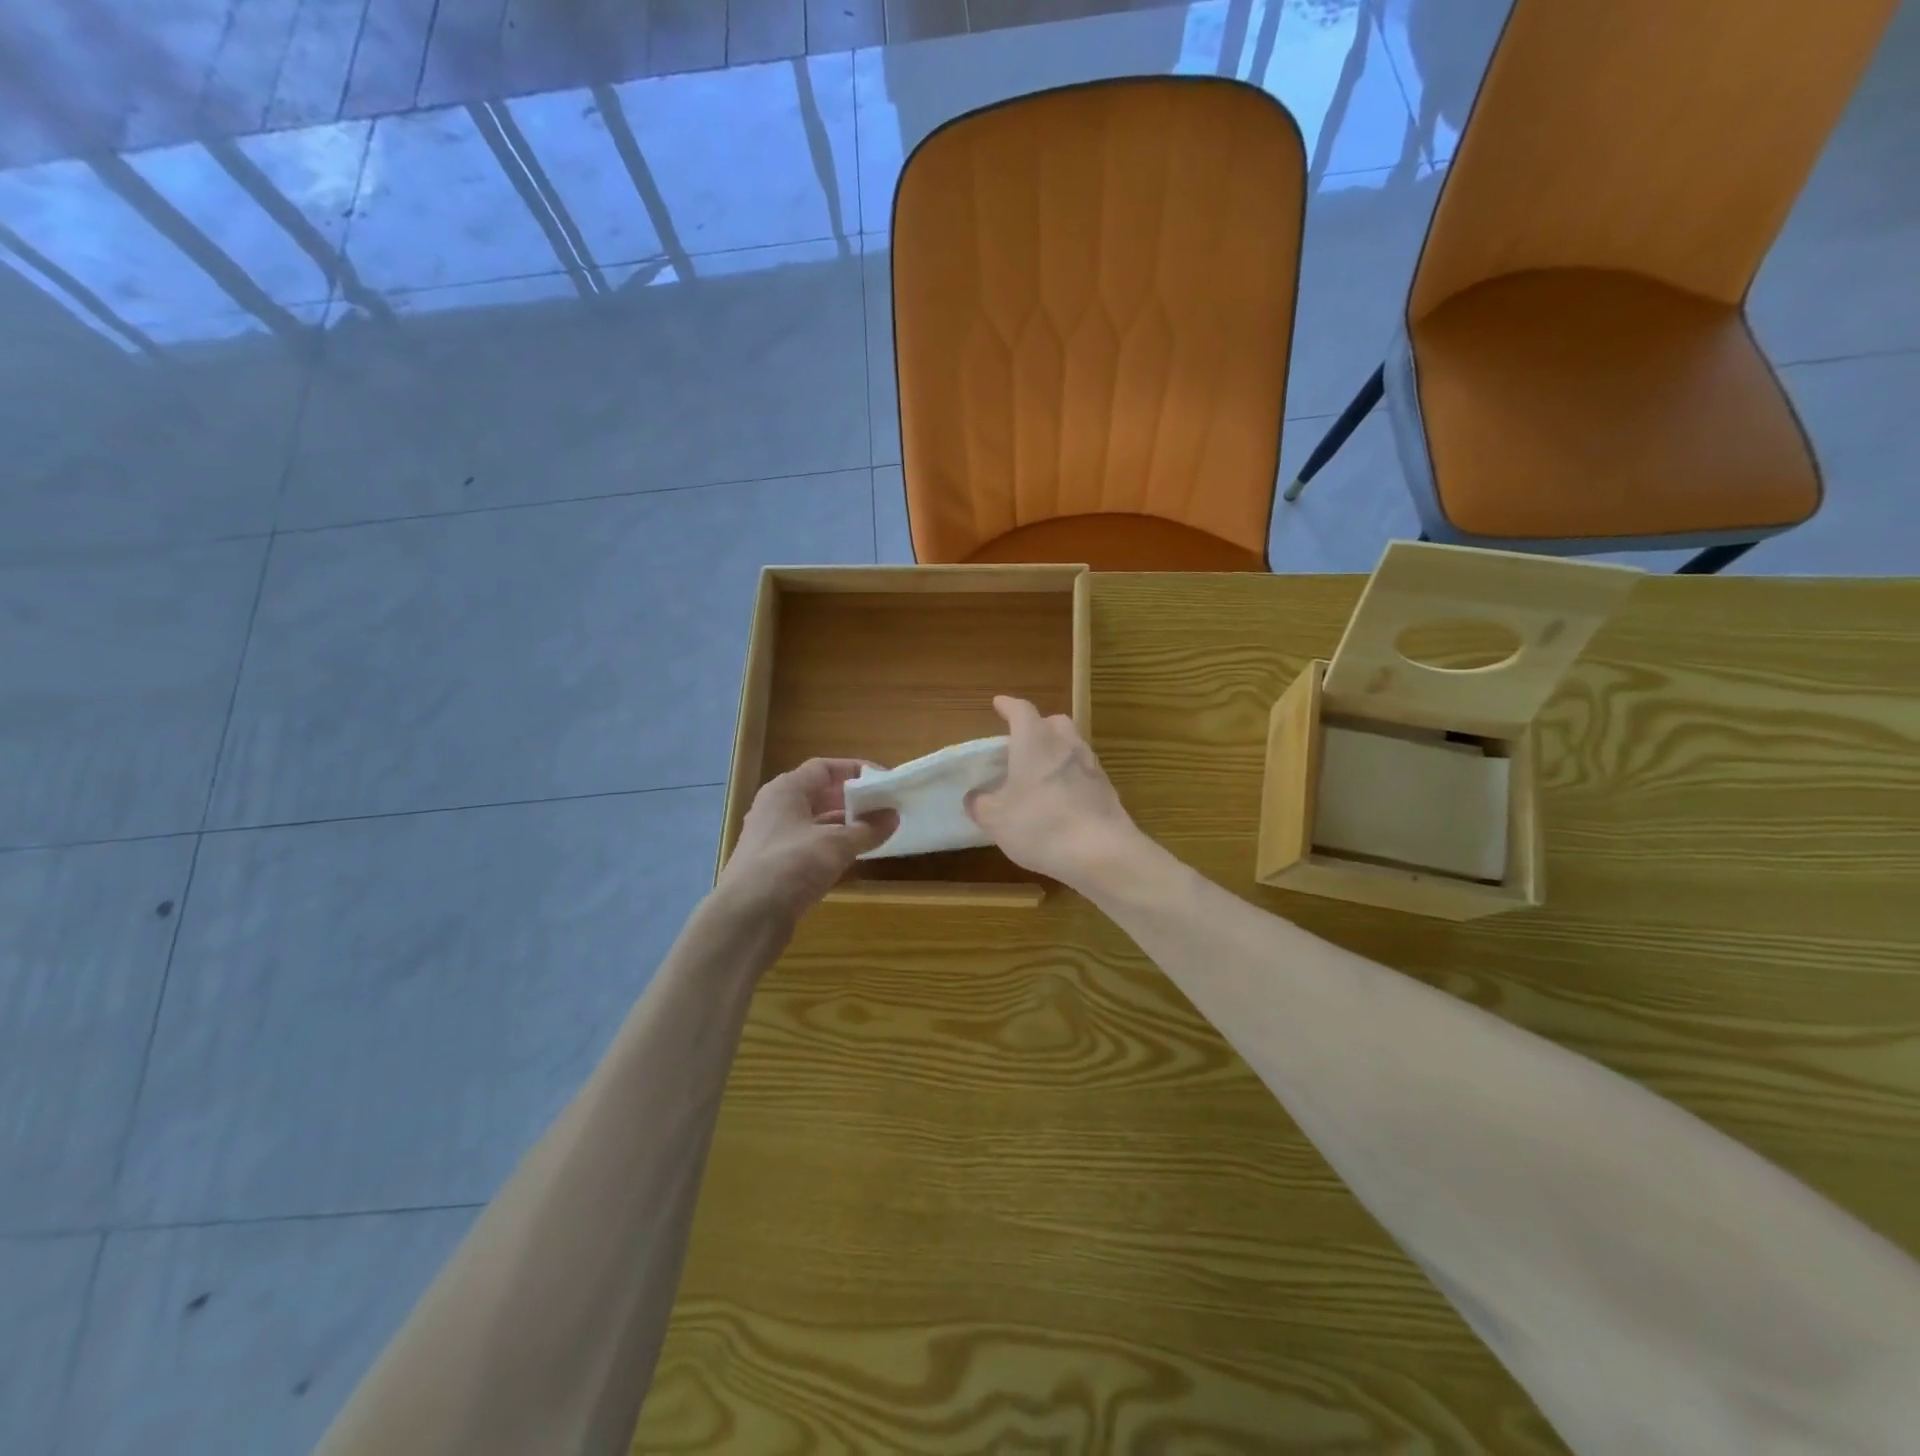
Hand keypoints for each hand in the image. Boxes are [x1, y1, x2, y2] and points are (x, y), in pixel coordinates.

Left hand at [717, 759, 894, 926]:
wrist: (747, 917)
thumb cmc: (791, 865)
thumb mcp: (836, 844)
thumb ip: (867, 829)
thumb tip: (893, 816)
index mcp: (786, 790)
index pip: (823, 768)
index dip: (854, 770)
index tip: (883, 780)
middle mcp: (776, 808)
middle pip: (818, 794)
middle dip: (851, 799)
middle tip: (883, 806)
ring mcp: (773, 839)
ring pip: (814, 822)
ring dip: (843, 825)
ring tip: (876, 831)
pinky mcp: (775, 866)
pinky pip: (809, 846)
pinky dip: (831, 847)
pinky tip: (853, 857)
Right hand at [966, 696, 1142, 890]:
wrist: (1102, 852)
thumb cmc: (1040, 825)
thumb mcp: (996, 819)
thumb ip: (981, 804)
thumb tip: (975, 797)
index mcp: (1035, 741)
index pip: (1021, 710)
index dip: (1008, 706)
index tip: (999, 704)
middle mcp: (1066, 744)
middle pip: (1053, 722)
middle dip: (1037, 726)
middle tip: (1022, 742)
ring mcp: (1091, 765)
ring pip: (1072, 745)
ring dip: (1056, 751)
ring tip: (1041, 773)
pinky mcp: (1107, 788)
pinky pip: (1084, 771)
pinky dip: (1071, 776)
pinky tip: (1062, 799)